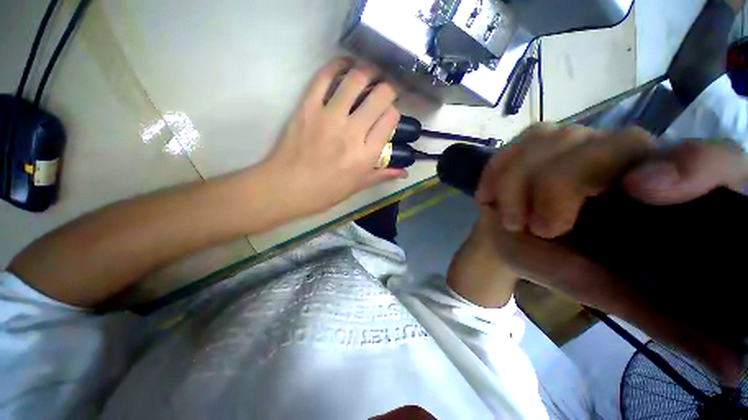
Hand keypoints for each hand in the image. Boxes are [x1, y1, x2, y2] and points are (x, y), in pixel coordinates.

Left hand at [260, 58, 405, 220]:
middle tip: (385, 90)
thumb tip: (404, 172)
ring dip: (368, 71)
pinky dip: (337, 65)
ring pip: (356, 80)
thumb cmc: (326, 191)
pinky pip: (324, 78)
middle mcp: (352, 132)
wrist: (288, 188)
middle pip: (380, 95)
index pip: (391, 119)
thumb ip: (382, 175)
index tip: (389, 115)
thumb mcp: (358, 186)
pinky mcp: (308, 107)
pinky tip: (345, 65)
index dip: (394, 112)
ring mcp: (329, 117)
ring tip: (370, 74)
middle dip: (388, 88)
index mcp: (366, 154)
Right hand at [476, 124, 747, 380]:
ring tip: (512, 218)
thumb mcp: (614, 294)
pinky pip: (519, 143)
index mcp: (666, 195)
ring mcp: (578, 140)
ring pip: (553, 144)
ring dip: (519, 187)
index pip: (715, 161)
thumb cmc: (559, 267)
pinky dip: (499, 170)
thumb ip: (669, 321)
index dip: (694, 167)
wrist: (507, 241)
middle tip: (539, 228)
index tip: (640, 192)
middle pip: (613, 148)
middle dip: (560, 190)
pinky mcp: (537, 140)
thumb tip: (733, 371)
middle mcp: (631, 155)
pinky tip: (492, 194)